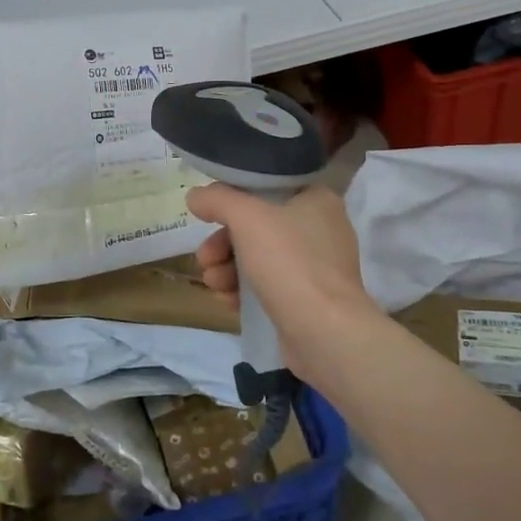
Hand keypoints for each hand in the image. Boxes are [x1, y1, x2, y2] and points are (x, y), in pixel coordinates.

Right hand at [186, 182, 383, 385]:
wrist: (324, 333)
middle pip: (257, 226)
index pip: (268, 187)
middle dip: (222, 243)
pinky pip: (267, 285)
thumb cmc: (289, 262)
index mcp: (317, 200)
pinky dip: (244, 290)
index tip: (208, 215)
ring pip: (258, 257)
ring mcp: (316, 267)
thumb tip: (195, 196)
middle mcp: (320, 229)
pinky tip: (228, 301)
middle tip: (205, 259)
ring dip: (227, 268)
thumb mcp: (247, 218)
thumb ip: (217, 199)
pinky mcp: (308, 299)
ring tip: (214, 284)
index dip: (233, 199)